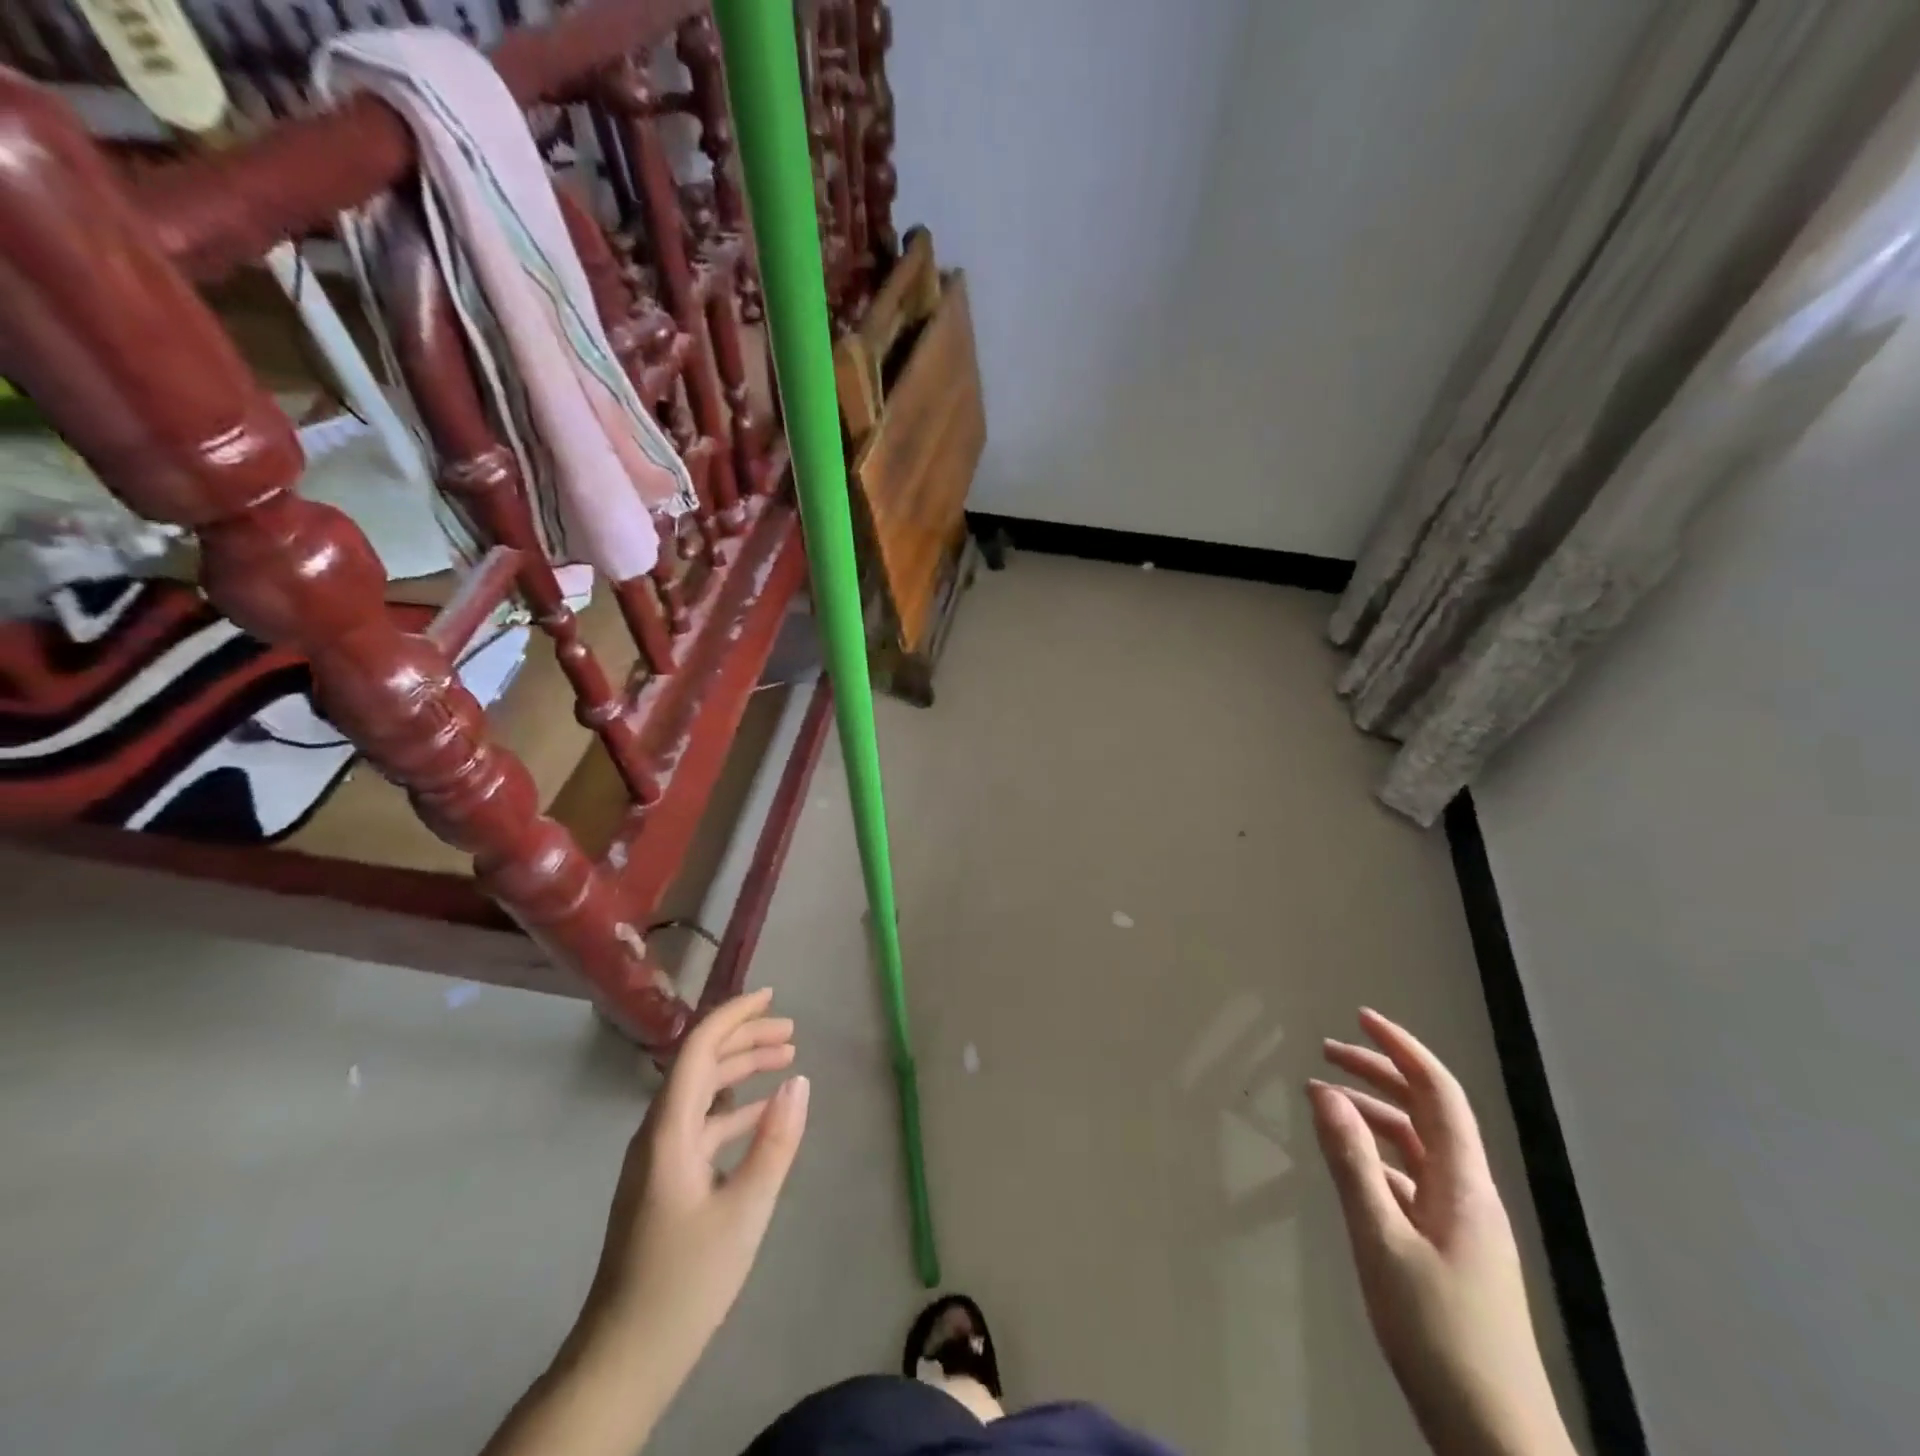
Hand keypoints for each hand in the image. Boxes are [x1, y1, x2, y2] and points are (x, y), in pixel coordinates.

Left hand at [591, 989, 809, 1358]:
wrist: (622, 1359)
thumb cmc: (685, 1282)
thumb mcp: (744, 1211)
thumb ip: (775, 1142)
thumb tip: (800, 1082)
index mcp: (669, 1131)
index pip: (699, 1049)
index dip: (733, 1015)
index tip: (772, 997)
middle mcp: (657, 1134)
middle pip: (701, 1066)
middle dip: (745, 1040)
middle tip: (792, 1033)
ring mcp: (658, 1160)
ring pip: (703, 1096)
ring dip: (742, 1073)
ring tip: (786, 1062)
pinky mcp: (664, 1184)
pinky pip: (702, 1127)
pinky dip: (735, 1111)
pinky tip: (764, 1117)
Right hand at [1309, 1009, 1573, 1455]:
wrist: (1495, 1437)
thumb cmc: (1439, 1333)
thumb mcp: (1382, 1241)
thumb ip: (1352, 1163)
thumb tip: (1324, 1093)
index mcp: (1463, 1184)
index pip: (1438, 1092)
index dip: (1402, 1049)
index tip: (1361, 1017)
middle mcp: (1468, 1194)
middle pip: (1427, 1112)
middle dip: (1380, 1074)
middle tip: (1327, 1052)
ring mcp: (1462, 1225)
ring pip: (1417, 1147)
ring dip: (1374, 1115)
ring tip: (1325, 1102)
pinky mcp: (1450, 1252)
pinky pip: (1411, 1181)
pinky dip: (1377, 1157)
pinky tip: (1350, 1165)